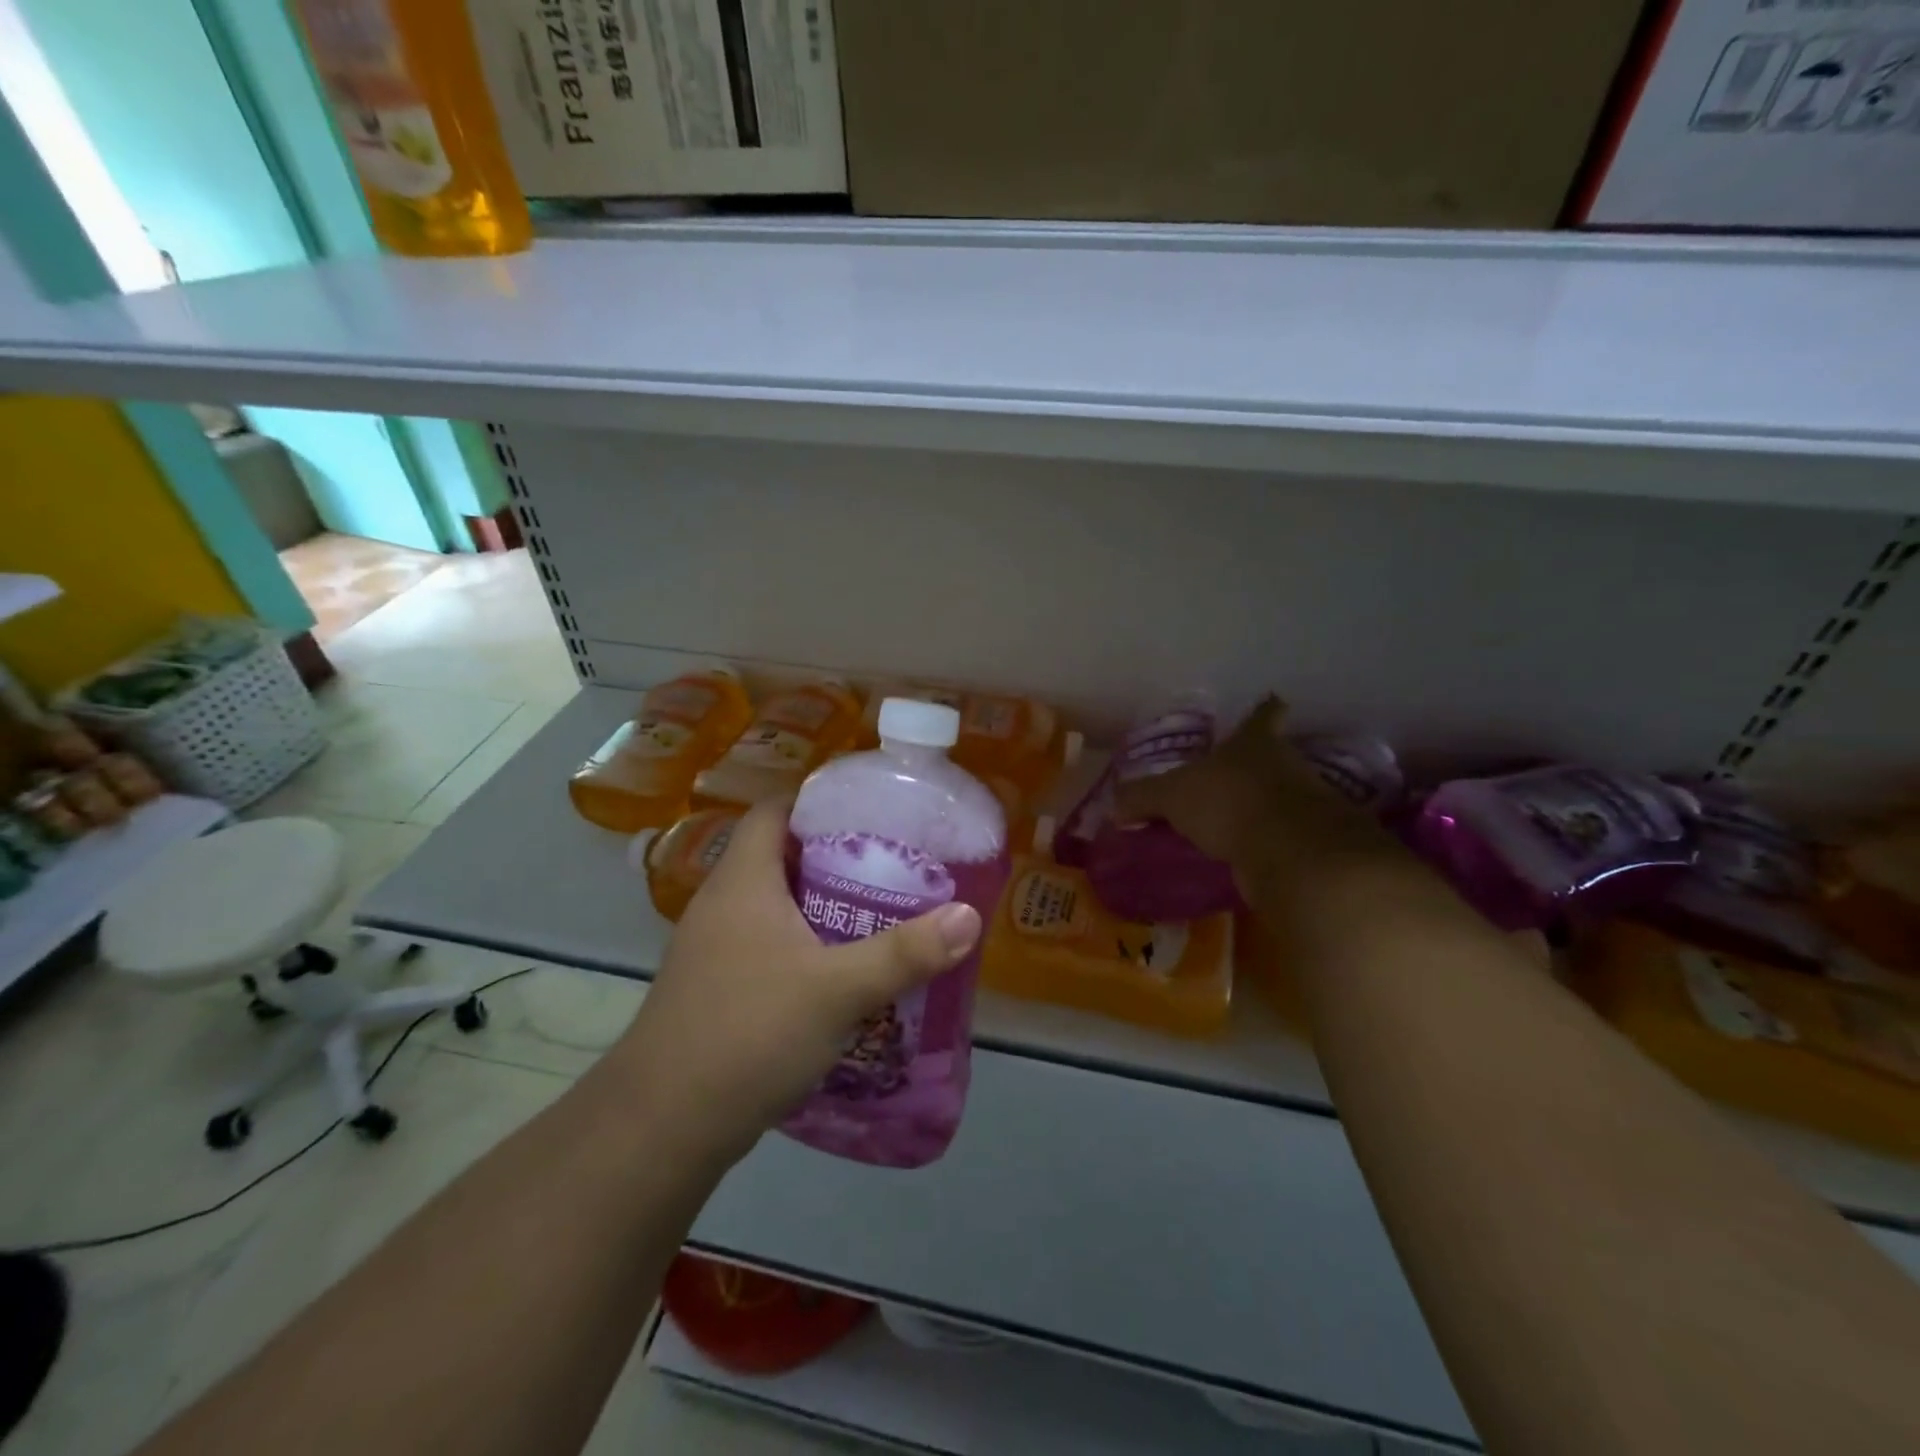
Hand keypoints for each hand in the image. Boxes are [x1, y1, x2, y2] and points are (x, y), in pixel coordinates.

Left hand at [610, 797, 981, 1163]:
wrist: (663, 1126)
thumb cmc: (748, 1032)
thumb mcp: (838, 989)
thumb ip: (905, 952)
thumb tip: (969, 917)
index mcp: (743, 880)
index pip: (773, 809)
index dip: (817, 798)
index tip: (869, 808)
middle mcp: (722, 903)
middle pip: (779, 855)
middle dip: (834, 854)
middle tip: (891, 862)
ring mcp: (714, 949)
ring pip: (775, 904)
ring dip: (821, 904)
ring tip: (878, 910)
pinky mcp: (716, 989)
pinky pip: (768, 944)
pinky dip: (804, 944)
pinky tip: (842, 971)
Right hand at [1114, 697, 1403, 896]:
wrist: (1291, 853)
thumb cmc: (1229, 801)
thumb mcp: (1171, 796)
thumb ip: (1142, 797)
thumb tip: (1114, 805)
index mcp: (1255, 741)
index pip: (1263, 714)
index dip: (1264, 710)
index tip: (1272, 704)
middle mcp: (1286, 764)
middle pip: (1274, 757)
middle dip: (1254, 767)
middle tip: (1226, 779)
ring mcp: (1305, 803)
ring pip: (1280, 797)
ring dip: (1260, 807)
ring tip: (1230, 823)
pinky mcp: (1310, 843)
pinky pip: (1281, 837)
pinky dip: (1265, 844)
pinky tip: (1243, 856)